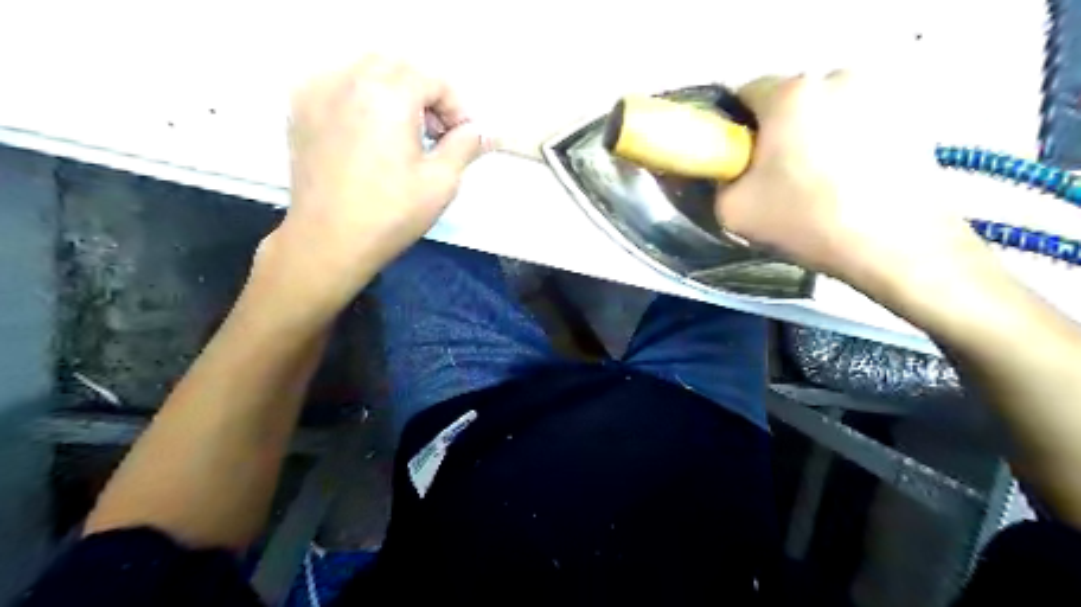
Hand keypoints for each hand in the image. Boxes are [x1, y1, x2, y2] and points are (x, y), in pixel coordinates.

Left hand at [258, 56, 484, 309]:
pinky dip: (362, 95)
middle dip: (426, 93)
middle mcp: (350, 80)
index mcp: (388, 95)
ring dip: (395, 90)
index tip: (463, 137)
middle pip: (399, 66)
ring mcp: (318, 91)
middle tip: (437, 132)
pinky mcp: (300, 108)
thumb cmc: (391, 214)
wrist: (328, 240)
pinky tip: (370, 130)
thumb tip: (485, 132)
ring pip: (366, 69)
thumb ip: (465, 146)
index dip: (456, 106)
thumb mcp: (441, 182)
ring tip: (405, 132)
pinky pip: (338, 82)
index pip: (433, 79)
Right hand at [716, 70, 990, 290]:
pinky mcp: (909, 114)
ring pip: (825, 111)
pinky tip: (849, 181)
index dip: (734, 129)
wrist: (893, 245)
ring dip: (813, 136)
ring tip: (818, 182)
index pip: (743, 95)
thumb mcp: (732, 211)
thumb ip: (719, 181)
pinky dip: (847, 143)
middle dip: (777, 132)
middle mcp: (836, 77)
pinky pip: (858, 122)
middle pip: (788, 101)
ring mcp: (879, 92)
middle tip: (777, 177)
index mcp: (790, 93)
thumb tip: (730, 172)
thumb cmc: (805, 221)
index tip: (739, 161)